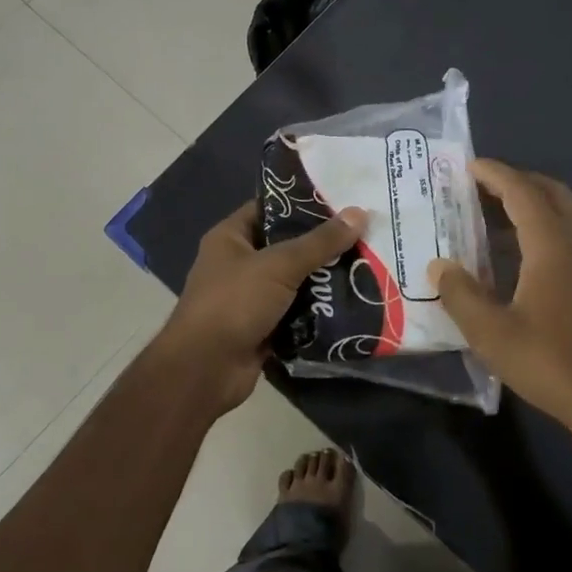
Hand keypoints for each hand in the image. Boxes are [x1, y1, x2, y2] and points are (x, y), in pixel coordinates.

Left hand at [156, 200, 366, 413]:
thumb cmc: (234, 303)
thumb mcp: (279, 265)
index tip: (343, 201)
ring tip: (366, 265)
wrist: (205, 370)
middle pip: (287, 246)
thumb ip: (320, 242)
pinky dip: (318, 311)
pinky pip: (296, 312)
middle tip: (364, 235)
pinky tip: (353, 302)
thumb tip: (360, 212)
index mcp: (231, 237)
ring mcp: (250, 298)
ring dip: (324, 279)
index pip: (270, 208)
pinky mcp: (262, 328)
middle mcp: (238, 263)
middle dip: (322, 245)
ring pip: (294, 281)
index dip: (303, 203)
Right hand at [429, 159, 571, 434]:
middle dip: (516, 181)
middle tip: (480, 187)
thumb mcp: (492, 333)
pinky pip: (570, 234)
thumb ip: (461, 295)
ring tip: (494, 215)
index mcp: (552, 245)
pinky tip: (521, 253)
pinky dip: (544, 225)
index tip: (468, 165)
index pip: (522, 192)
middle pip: (550, 192)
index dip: (494, 174)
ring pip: (564, 212)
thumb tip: (439, 266)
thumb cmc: (551, 361)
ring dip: (532, 203)